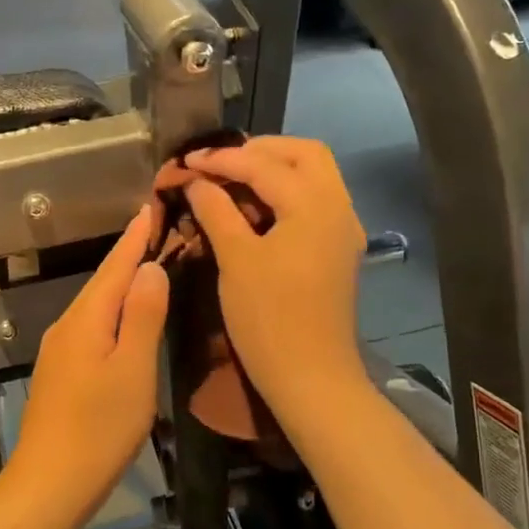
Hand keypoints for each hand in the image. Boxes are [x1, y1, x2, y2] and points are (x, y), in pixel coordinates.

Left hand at [9, 205, 170, 528]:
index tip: (150, 205)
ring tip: (147, 265)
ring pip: (96, 304)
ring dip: (121, 282)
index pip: (115, 265)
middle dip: (128, 254)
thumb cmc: (99, 427)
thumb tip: (149, 266)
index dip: (135, 237)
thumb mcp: (132, 369)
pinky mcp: (61, 371)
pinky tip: (123, 318)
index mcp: (86, 317)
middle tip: (155, 229)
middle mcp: (68, 324)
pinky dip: (112, 311)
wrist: (48, 483)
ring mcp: (60, 349)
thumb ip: (142, 315)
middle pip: (102, 281)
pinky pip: (91, 325)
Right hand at [180, 138, 368, 417]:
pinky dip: (285, 192)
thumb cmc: (269, 318)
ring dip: (274, 169)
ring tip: (231, 180)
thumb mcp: (235, 259)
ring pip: (313, 175)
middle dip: (259, 150)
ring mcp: (342, 229)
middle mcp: (338, 207)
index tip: (186, 160)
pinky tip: (254, 208)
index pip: (263, 164)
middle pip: (304, 154)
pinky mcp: (337, 248)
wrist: (311, 378)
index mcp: (314, 205)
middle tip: (219, 163)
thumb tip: (195, 181)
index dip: (221, 159)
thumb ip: (215, 210)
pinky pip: (314, 200)